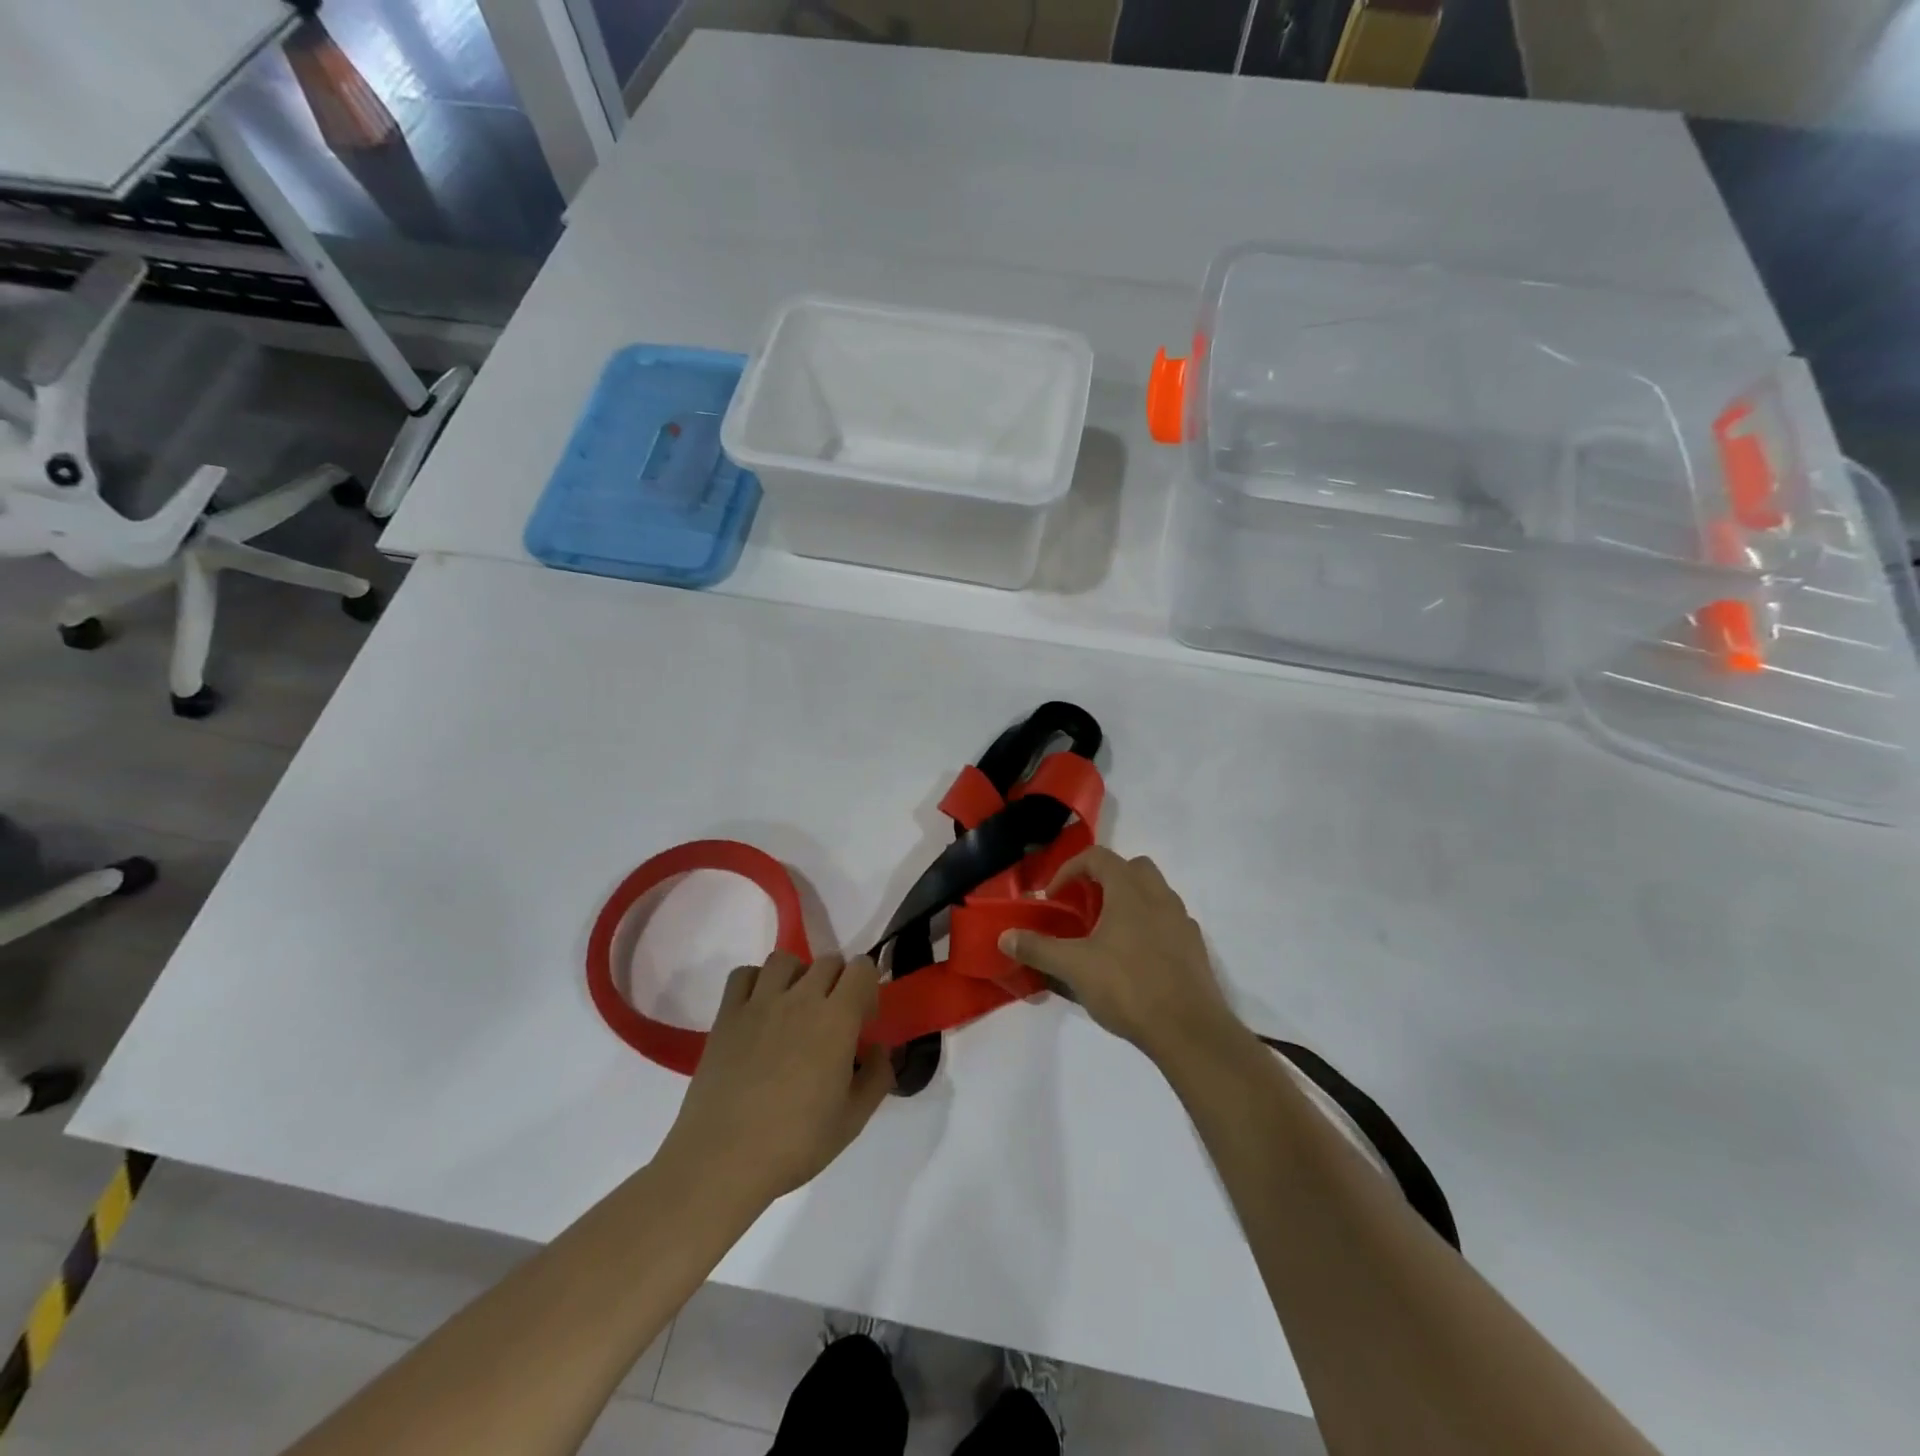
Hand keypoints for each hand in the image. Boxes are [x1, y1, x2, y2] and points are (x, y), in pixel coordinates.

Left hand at [655, 952, 893, 1207]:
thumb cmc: (795, 1143)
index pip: (862, 968)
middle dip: (838, 982)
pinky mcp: (726, 1015)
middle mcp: (800, 998)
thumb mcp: (853, 1120)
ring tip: (794, 1009)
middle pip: (827, 961)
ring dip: (797, 975)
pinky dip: (755, 982)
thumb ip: (877, 1077)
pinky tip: (758, 1011)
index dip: (868, 987)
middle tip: (832, 1019)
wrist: (723, 1160)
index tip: (863, 1020)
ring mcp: (759, 1003)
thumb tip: (879, 1049)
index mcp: (837, 1019)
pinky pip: (743, 974)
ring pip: (784, 960)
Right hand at [1001, 847, 1245, 1067]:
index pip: (1098, 857)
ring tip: (1106, 934)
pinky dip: (1148, 927)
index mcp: (1130, 890)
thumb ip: (1037, 948)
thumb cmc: (1128, 987)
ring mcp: (1182, 921)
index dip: (1070, 870)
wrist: (1189, 1030)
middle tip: (1084, 907)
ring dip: (1128, 902)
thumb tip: (1005, 936)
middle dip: (1105, 879)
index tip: (1054, 897)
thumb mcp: (1074, 967)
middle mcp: (1160, 896)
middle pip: (1131, 868)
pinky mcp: (1194, 947)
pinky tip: (1134, 959)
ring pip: (1153, 893)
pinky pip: (1167, 922)